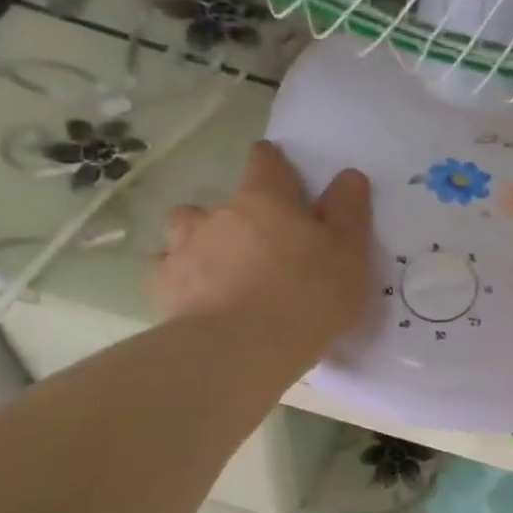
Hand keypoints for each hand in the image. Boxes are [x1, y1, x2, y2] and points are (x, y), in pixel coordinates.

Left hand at [149, 141, 372, 358]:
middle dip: (243, 219)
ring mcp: (183, 247)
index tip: (288, 186)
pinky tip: (200, 299)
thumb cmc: (307, 297)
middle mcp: (218, 213)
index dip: (276, 168)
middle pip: (226, 201)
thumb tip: (348, 175)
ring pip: (188, 232)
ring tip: (226, 274)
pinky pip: (170, 271)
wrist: (241, 351)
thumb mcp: (349, 255)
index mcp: (265, 198)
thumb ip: (348, 212)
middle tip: (267, 251)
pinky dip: (184, 279)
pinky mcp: (163, 285)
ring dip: (205, 243)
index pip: (266, 161)